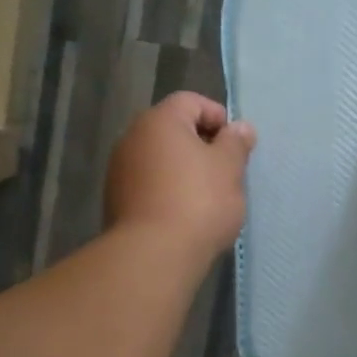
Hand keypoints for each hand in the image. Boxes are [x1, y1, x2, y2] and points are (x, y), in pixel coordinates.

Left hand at [105, 92, 255, 263]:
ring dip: (183, 169)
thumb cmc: (198, 202)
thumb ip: (236, 143)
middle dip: (201, 145)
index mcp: (159, 121)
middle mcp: (132, 138)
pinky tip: (184, 214)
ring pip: (159, 159)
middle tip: (225, 171)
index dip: (218, 116)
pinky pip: (148, 184)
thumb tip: (240, 127)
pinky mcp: (115, 200)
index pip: (191, 101)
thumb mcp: (229, 168)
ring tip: (207, 196)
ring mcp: (119, 170)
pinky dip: (167, 190)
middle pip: (172, 129)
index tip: (236, 144)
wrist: (153, 254)